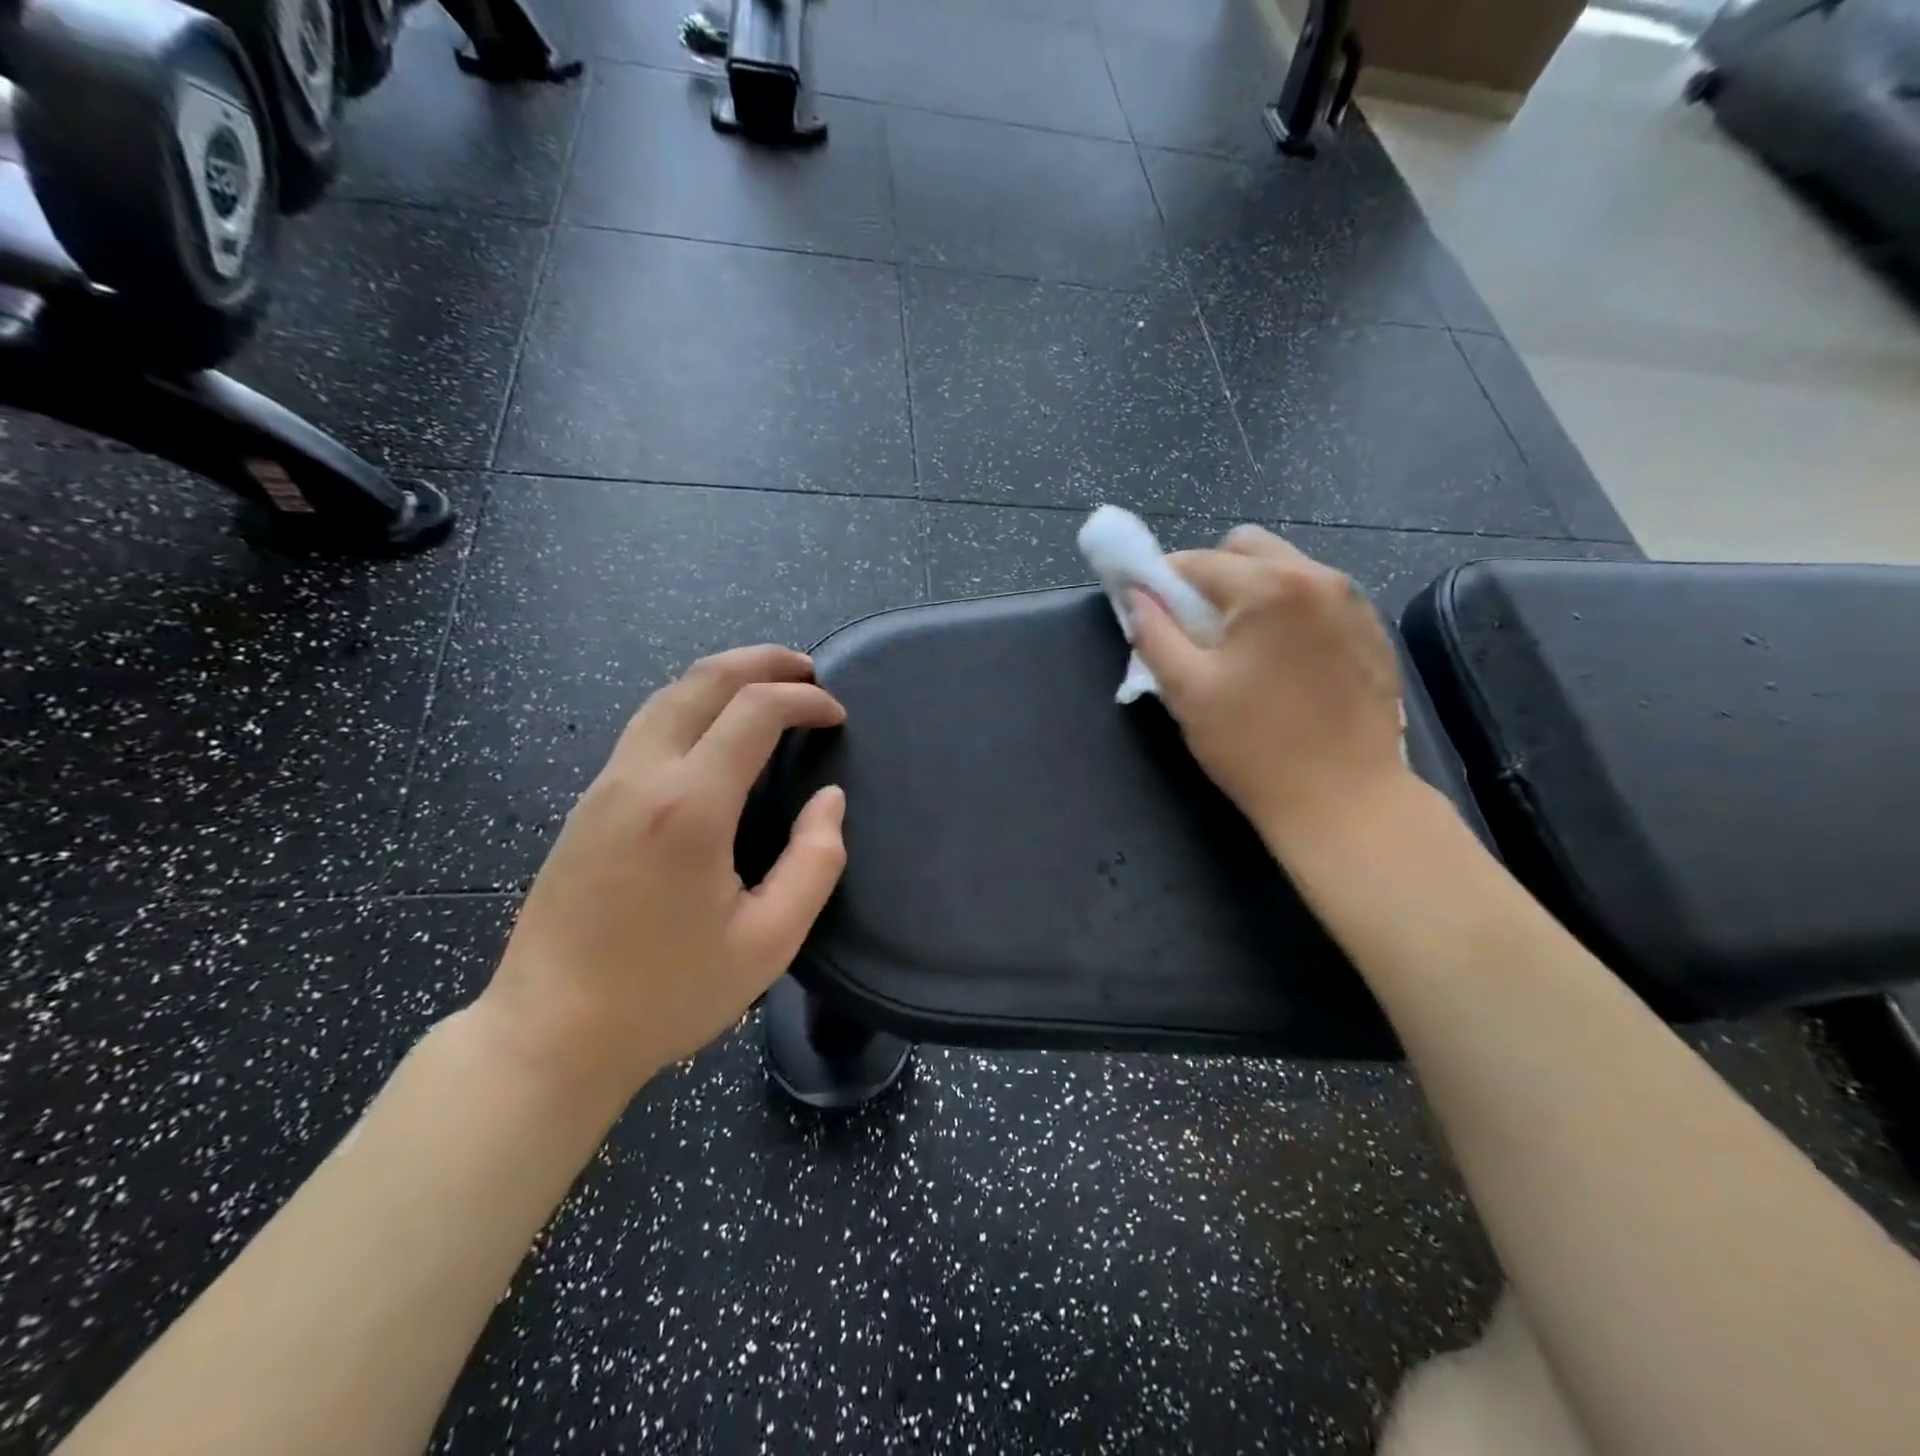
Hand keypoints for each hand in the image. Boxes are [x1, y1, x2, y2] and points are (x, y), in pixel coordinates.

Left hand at [478, 646, 848, 1101]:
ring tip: (767, 685)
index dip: (804, 700)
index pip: (754, 712)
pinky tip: (715, 730)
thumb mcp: (769, 942)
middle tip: (807, 669)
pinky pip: (645, 728)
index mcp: (690, 806)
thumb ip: (815, 862)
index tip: (837, 715)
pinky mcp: (587, 805)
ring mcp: (605, 787)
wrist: (549, 1034)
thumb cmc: (667, 994)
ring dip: (722, 678)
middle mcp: (642, 777)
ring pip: (666, 697)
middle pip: (701, 681)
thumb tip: (829, 800)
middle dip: (761, 662)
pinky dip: (692, 705)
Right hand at [1129, 525, 1410, 851]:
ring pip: (1286, 568)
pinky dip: (1288, 611)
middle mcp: (1318, 577)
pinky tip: (1281, 661)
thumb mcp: (1187, 691)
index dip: (1161, 581)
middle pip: (1248, 547)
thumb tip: (1136, 597)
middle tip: (1194, 625)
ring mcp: (1353, 602)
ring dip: (1251, 590)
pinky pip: (1317, 598)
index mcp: (1268, 587)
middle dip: (1211, 575)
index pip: (1197, 562)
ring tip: (1238, 645)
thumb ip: (1154, 634)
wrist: (1345, 800)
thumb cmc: (1254, 747)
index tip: (1147, 609)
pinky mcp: (1373, 631)